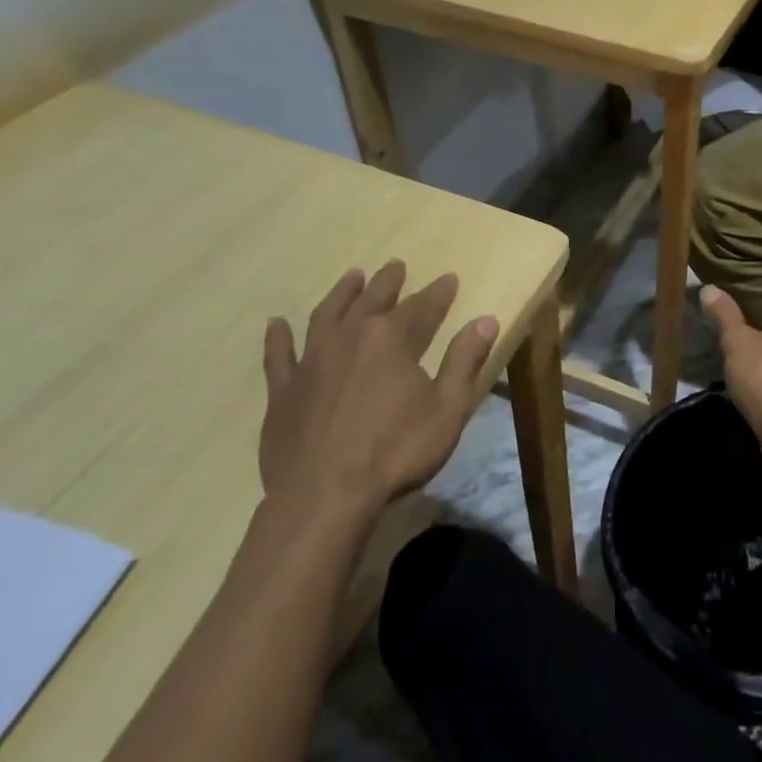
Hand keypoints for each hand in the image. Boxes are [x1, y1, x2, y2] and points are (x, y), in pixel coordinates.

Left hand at [259, 261, 497, 518]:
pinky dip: (278, 337)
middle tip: (396, 265)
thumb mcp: (447, 408)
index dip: (438, 293)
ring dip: (341, 294)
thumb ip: (465, 360)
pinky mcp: (283, 391)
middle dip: (388, 282)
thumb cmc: (396, 451)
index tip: (449, 278)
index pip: (422, 307)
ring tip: (351, 277)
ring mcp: (311, 362)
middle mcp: (349, 338)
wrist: (324, 495)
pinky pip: (278, 355)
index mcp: (391, 340)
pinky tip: (276, 324)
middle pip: (372, 300)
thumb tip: (485, 320)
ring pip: (327, 315)